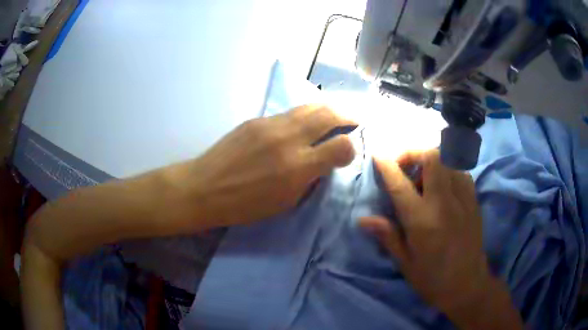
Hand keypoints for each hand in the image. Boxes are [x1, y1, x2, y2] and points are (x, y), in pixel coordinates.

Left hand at [171, 105, 355, 229]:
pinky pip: (289, 112)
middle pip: (328, 114)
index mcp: (297, 168)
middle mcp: (288, 140)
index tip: (350, 150)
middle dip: (347, 115)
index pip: (341, 146)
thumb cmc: (244, 205)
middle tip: (354, 119)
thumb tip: (324, 161)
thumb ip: (309, 179)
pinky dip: (305, 114)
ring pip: (309, 106)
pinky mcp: (256, 119)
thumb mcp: (285, 202)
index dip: (352, 147)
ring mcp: (270, 125)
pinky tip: (305, 121)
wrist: (204, 188)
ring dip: (328, 108)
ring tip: (335, 114)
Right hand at [360, 150, 522, 328]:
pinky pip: (460, 171)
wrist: (467, 285)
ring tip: (423, 177)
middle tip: (404, 166)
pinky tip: (443, 186)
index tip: (378, 155)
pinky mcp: (474, 200)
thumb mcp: (405, 262)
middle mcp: (444, 202)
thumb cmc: (432, 279)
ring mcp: (463, 198)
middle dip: (414, 153)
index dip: (387, 165)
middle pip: (432, 157)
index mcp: (422, 221)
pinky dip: (448, 170)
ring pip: (449, 159)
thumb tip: (363, 219)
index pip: (400, 184)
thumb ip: (387, 235)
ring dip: (432, 161)